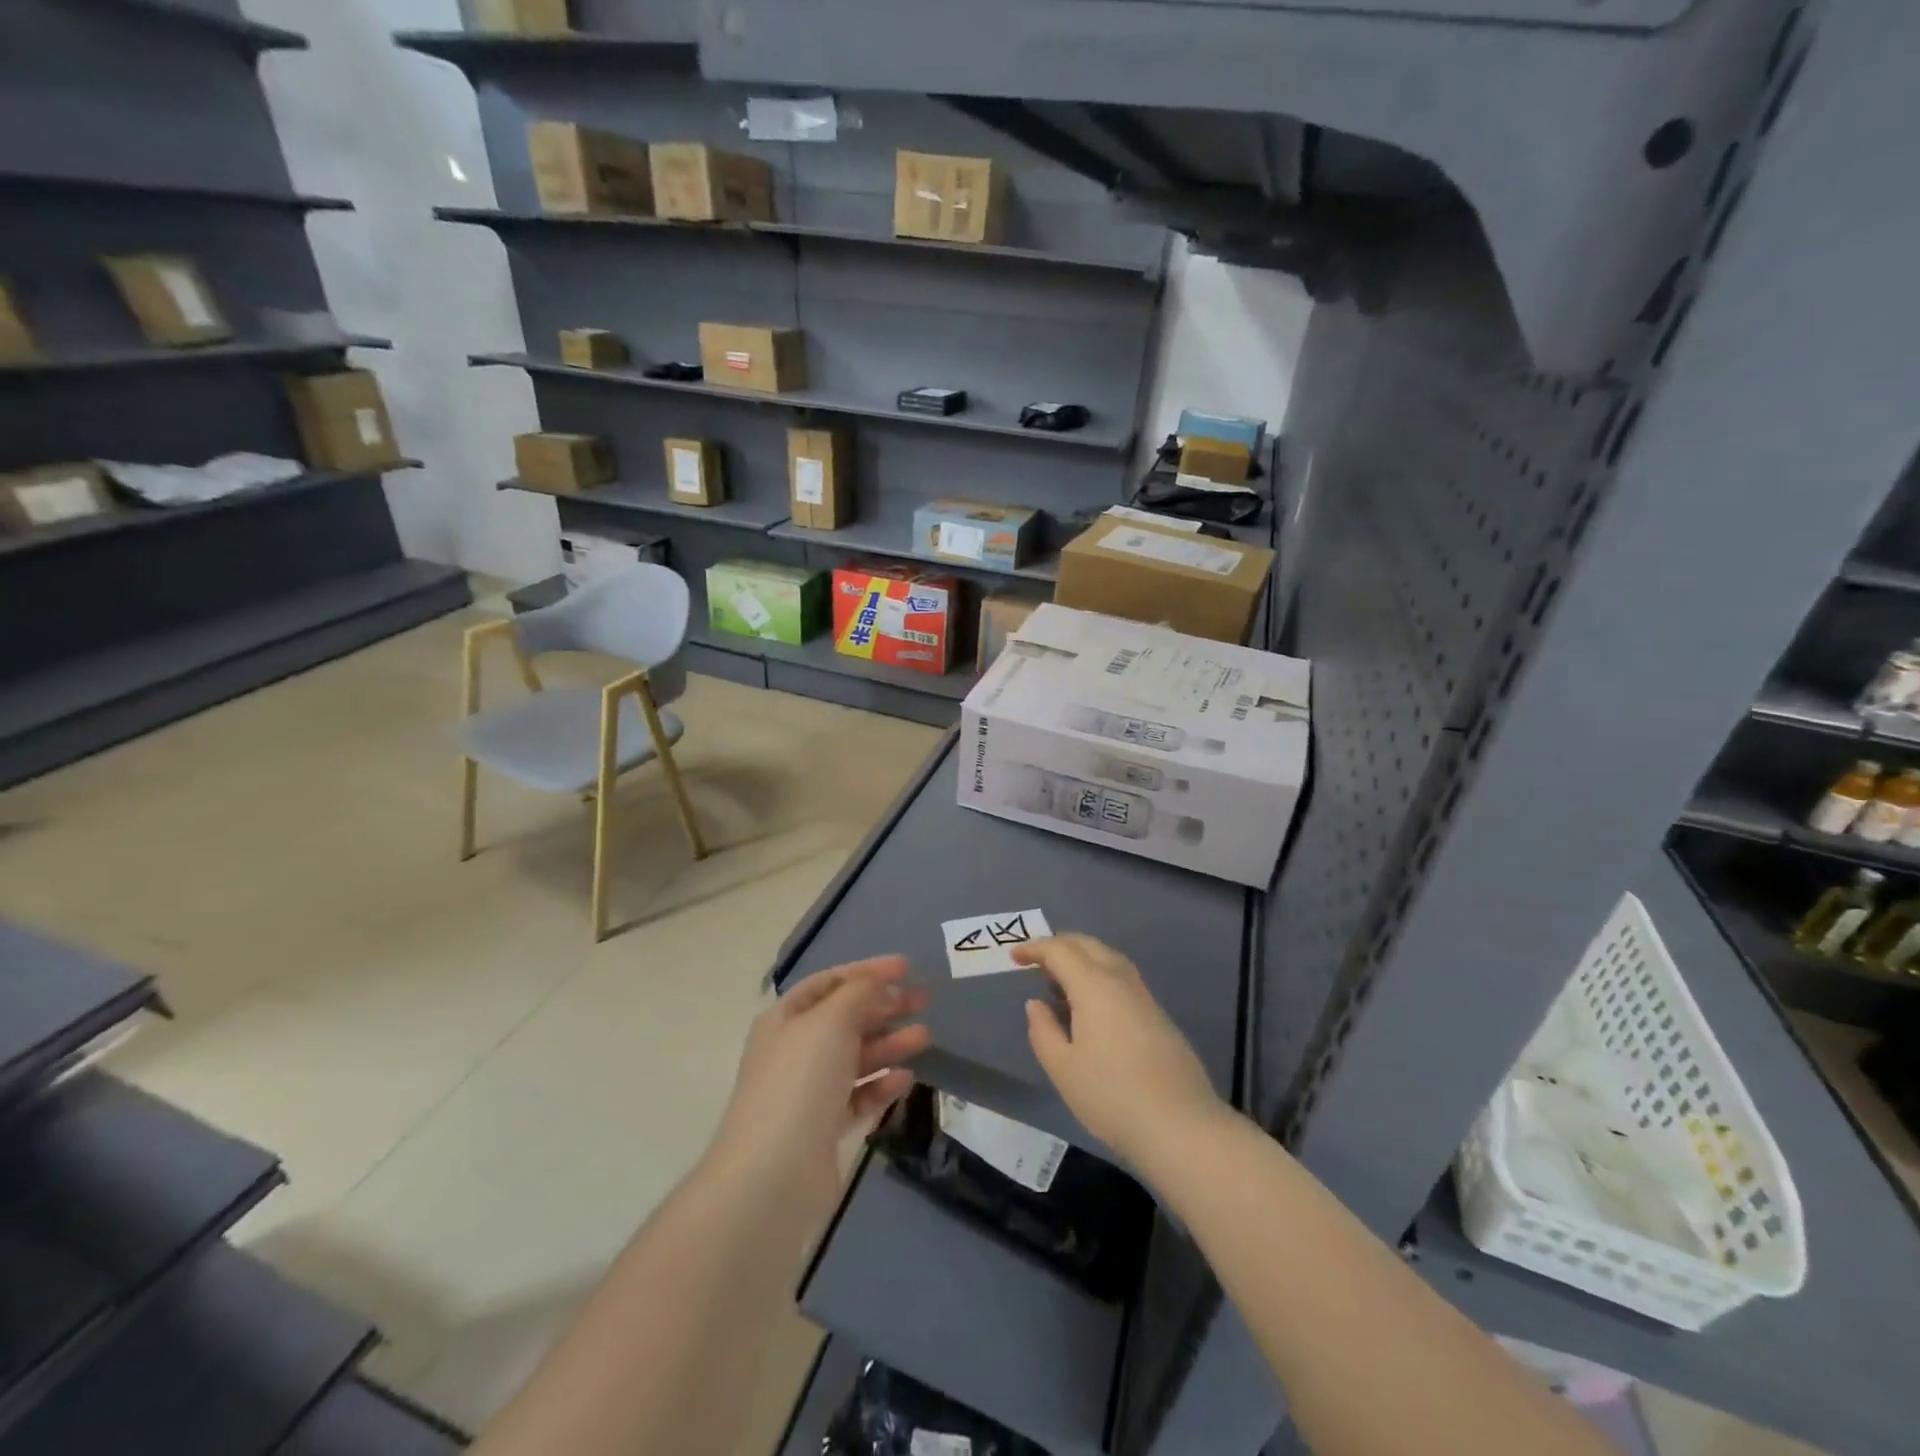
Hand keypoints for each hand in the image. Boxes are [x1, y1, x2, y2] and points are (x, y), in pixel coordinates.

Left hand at [707, 955, 930, 1226]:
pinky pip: (859, 1096)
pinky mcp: (825, 1128)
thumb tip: (880, 984)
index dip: (867, 971)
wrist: (772, 1177)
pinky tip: (905, 1079)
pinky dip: (882, 1085)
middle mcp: (796, 1050)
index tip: (907, 968)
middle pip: (847, 1018)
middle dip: (885, 1005)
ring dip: (890, 1043)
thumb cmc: (799, 1083)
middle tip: (925, 1001)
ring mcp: (810, 1091)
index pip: (831, 982)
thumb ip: (859, 994)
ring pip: (857, 1057)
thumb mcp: (830, 1022)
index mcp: (786, 1019)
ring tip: (926, 1037)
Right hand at [1016, 934, 1224, 1172]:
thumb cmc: (1111, 1096)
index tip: (1014, 956)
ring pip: (1110, 959)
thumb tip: (1036, 1003)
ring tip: (1061, 984)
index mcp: (1094, 985)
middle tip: (1037, 962)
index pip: (1060, 951)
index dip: (1035, 948)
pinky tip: (1092, 1008)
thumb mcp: (1063, 1068)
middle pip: (1088, 946)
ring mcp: (1144, 997)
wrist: (1181, 1126)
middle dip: (1060, 946)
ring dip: (1083, 960)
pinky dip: (1100, 977)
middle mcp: (1121, 980)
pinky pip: (1122, 979)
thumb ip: (1043, 1030)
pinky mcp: (1159, 1016)